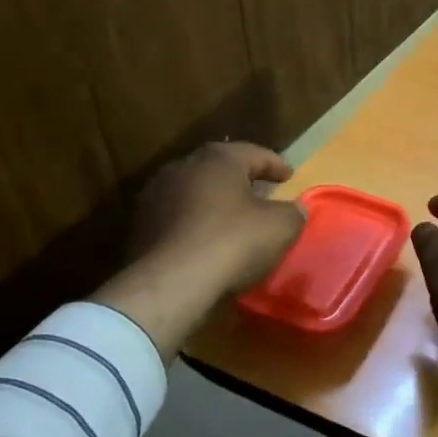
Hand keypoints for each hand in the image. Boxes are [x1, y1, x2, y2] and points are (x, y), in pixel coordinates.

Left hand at [94, 142, 305, 356]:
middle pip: (220, 168)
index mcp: (219, 159)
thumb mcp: (280, 227)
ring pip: (195, 192)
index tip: (290, 176)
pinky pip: (179, 217)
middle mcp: (183, 168)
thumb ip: (293, 212)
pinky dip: (196, 224)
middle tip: (262, 193)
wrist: (171, 283)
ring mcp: (156, 196)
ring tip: (235, 219)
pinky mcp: (141, 226)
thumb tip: (296, 208)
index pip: (254, 153)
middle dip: (242, 180)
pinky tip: (209, 241)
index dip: (276, 165)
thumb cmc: (232, 242)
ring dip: (215, 202)